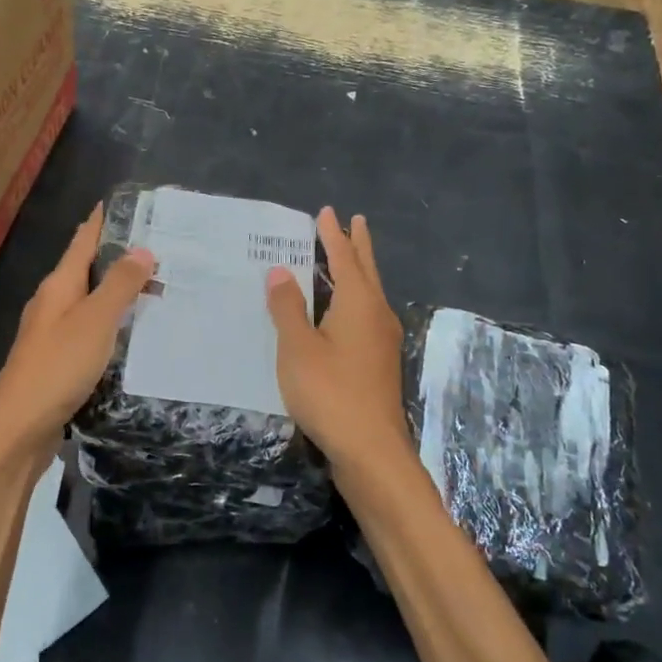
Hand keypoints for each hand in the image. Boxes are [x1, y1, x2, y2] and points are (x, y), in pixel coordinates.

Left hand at [0, 202, 155, 469]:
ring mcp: (52, 334)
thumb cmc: (57, 368)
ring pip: (90, 301)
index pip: (83, 240)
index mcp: (58, 286)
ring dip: (118, 291)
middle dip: (119, 256)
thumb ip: (119, 286)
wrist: (19, 430)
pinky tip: (132, 333)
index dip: (104, 220)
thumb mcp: (94, 322)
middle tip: (161, 249)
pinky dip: (112, 323)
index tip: (130, 203)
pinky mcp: (58, 362)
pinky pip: (91, 330)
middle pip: (87, 269)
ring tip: (155, 287)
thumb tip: (143, 249)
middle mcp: (52, 304)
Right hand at [265, 207, 408, 466]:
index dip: (333, 235)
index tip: (327, 212)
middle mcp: (376, 314)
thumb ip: (288, 307)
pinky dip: (355, 298)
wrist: (371, 450)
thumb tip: (280, 271)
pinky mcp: (379, 363)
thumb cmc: (329, 392)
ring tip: (348, 258)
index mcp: (358, 303)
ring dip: (358, 271)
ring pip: (369, 293)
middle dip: (357, 246)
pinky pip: (366, 314)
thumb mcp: (297, 347)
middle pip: (366, 271)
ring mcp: (382, 340)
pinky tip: (343, 312)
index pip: (344, 258)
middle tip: (355, 222)